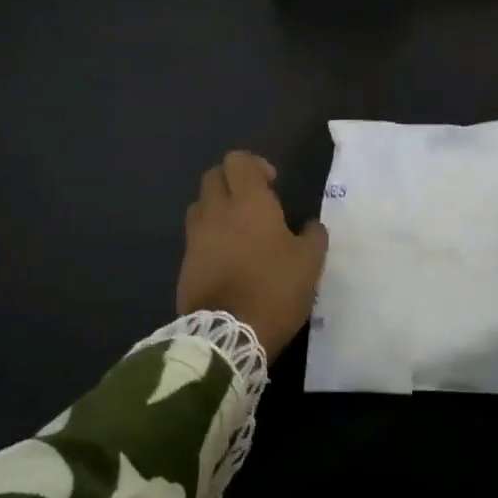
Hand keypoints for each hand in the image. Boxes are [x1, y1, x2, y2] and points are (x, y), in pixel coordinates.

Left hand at [179, 151, 327, 357]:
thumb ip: (313, 236)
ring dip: (217, 208)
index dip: (255, 165)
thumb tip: (310, 226)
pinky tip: (228, 259)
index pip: (238, 160)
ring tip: (238, 230)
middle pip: (213, 176)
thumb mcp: (309, 262)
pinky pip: (195, 237)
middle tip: (255, 203)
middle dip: (232, 182)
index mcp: (248, 202)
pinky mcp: (185, 265)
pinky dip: (209, 238)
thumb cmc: (274, 289)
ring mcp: (196, 238)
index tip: (272, 184)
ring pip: (200, 205)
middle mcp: (217, 212)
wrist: (227, 336)